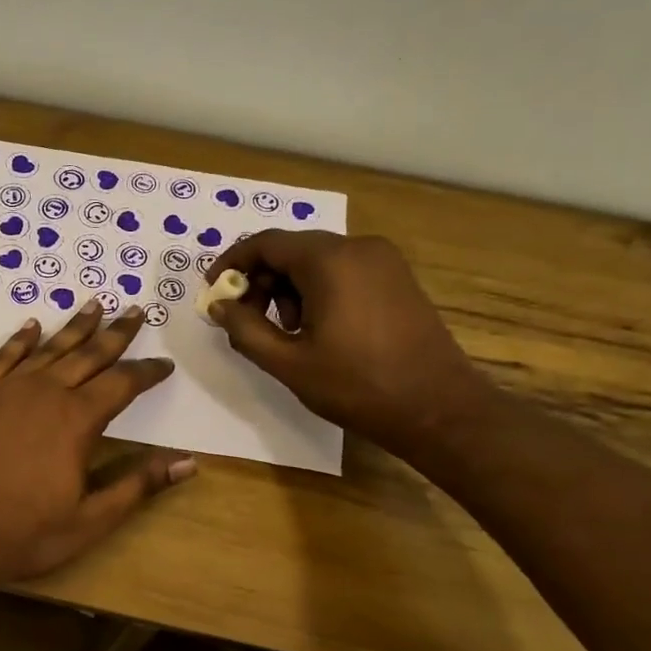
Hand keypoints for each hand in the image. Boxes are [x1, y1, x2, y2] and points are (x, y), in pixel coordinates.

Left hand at [0, 301, 194, 583]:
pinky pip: (6, 356)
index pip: (123, 383)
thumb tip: (188, 463)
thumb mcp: (91, 519)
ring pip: (51, 348)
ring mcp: (9, 389)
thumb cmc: (25, 532)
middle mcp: (47, 392)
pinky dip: (21, 339)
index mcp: (78, 419)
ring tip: (95, 304)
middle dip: (117, 333)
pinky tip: (31, 326)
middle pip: (90, 354)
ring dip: (75, 326)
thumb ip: (138, 485)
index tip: (164, 364)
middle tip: (136, 311)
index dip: (147, 372)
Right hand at [206, 231, 486, 454]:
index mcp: (330, 260)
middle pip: (292, 250)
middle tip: (246, 320)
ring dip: (289, 289)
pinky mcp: (397, 279)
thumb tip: (218, 306)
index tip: (213, 292)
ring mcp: (383, 261)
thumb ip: (245, 329)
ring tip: (286, 333)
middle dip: (261, 281)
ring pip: (317, 261)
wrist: (437, 408)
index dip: (232, 264)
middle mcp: (358, 247)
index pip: (266, 243)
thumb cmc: (356, 385)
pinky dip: (318, 291)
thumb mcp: (288, 362)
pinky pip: (343, 271)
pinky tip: (318, 330)